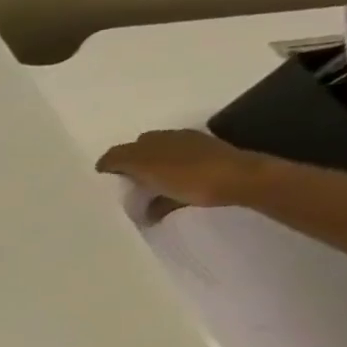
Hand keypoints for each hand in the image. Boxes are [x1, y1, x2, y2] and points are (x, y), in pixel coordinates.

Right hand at [95, 129, 270, 214]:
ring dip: (150, 182)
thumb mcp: (143, 165)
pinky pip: (180, 182)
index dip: (111, 164)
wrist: (243, 182)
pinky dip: (168, 194)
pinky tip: (162, 208)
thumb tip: (103, 163)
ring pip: (162, 170)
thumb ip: (118, 160)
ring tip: (140, 202)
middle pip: (144, 157)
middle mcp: (176, 141)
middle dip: (131, 172)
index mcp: (158, 138)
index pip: (124, 149)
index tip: (104, 182)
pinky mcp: (211, 172)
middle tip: (121, 191)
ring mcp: (197, 155)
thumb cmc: (188, 174)